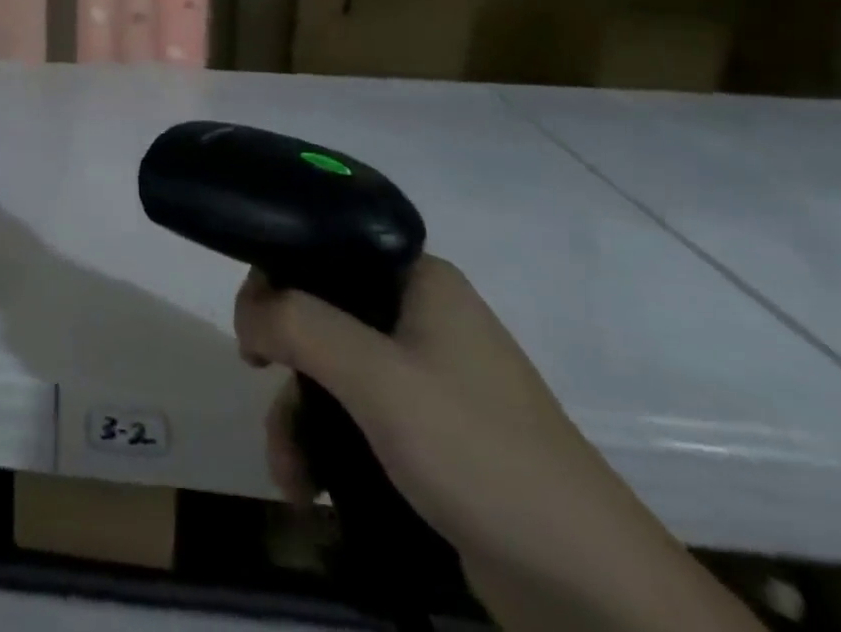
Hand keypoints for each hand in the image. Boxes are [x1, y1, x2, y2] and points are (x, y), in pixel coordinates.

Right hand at [235, 258, 761, 631]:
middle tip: (258, 382)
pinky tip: (309, 488)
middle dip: (285, 362)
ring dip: (300, 417)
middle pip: (323, 314)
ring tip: (288, 474)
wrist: (594, 592)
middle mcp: (423, 317)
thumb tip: (245, 308)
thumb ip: (299, 324)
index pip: (326, 248)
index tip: (251, 324)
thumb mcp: (377, 377)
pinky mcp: (434, 435)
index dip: (278, 276)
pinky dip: (327, 445)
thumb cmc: (478, 452)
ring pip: (335, 372)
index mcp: (419, 280)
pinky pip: (360, 417)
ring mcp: (430, 379)